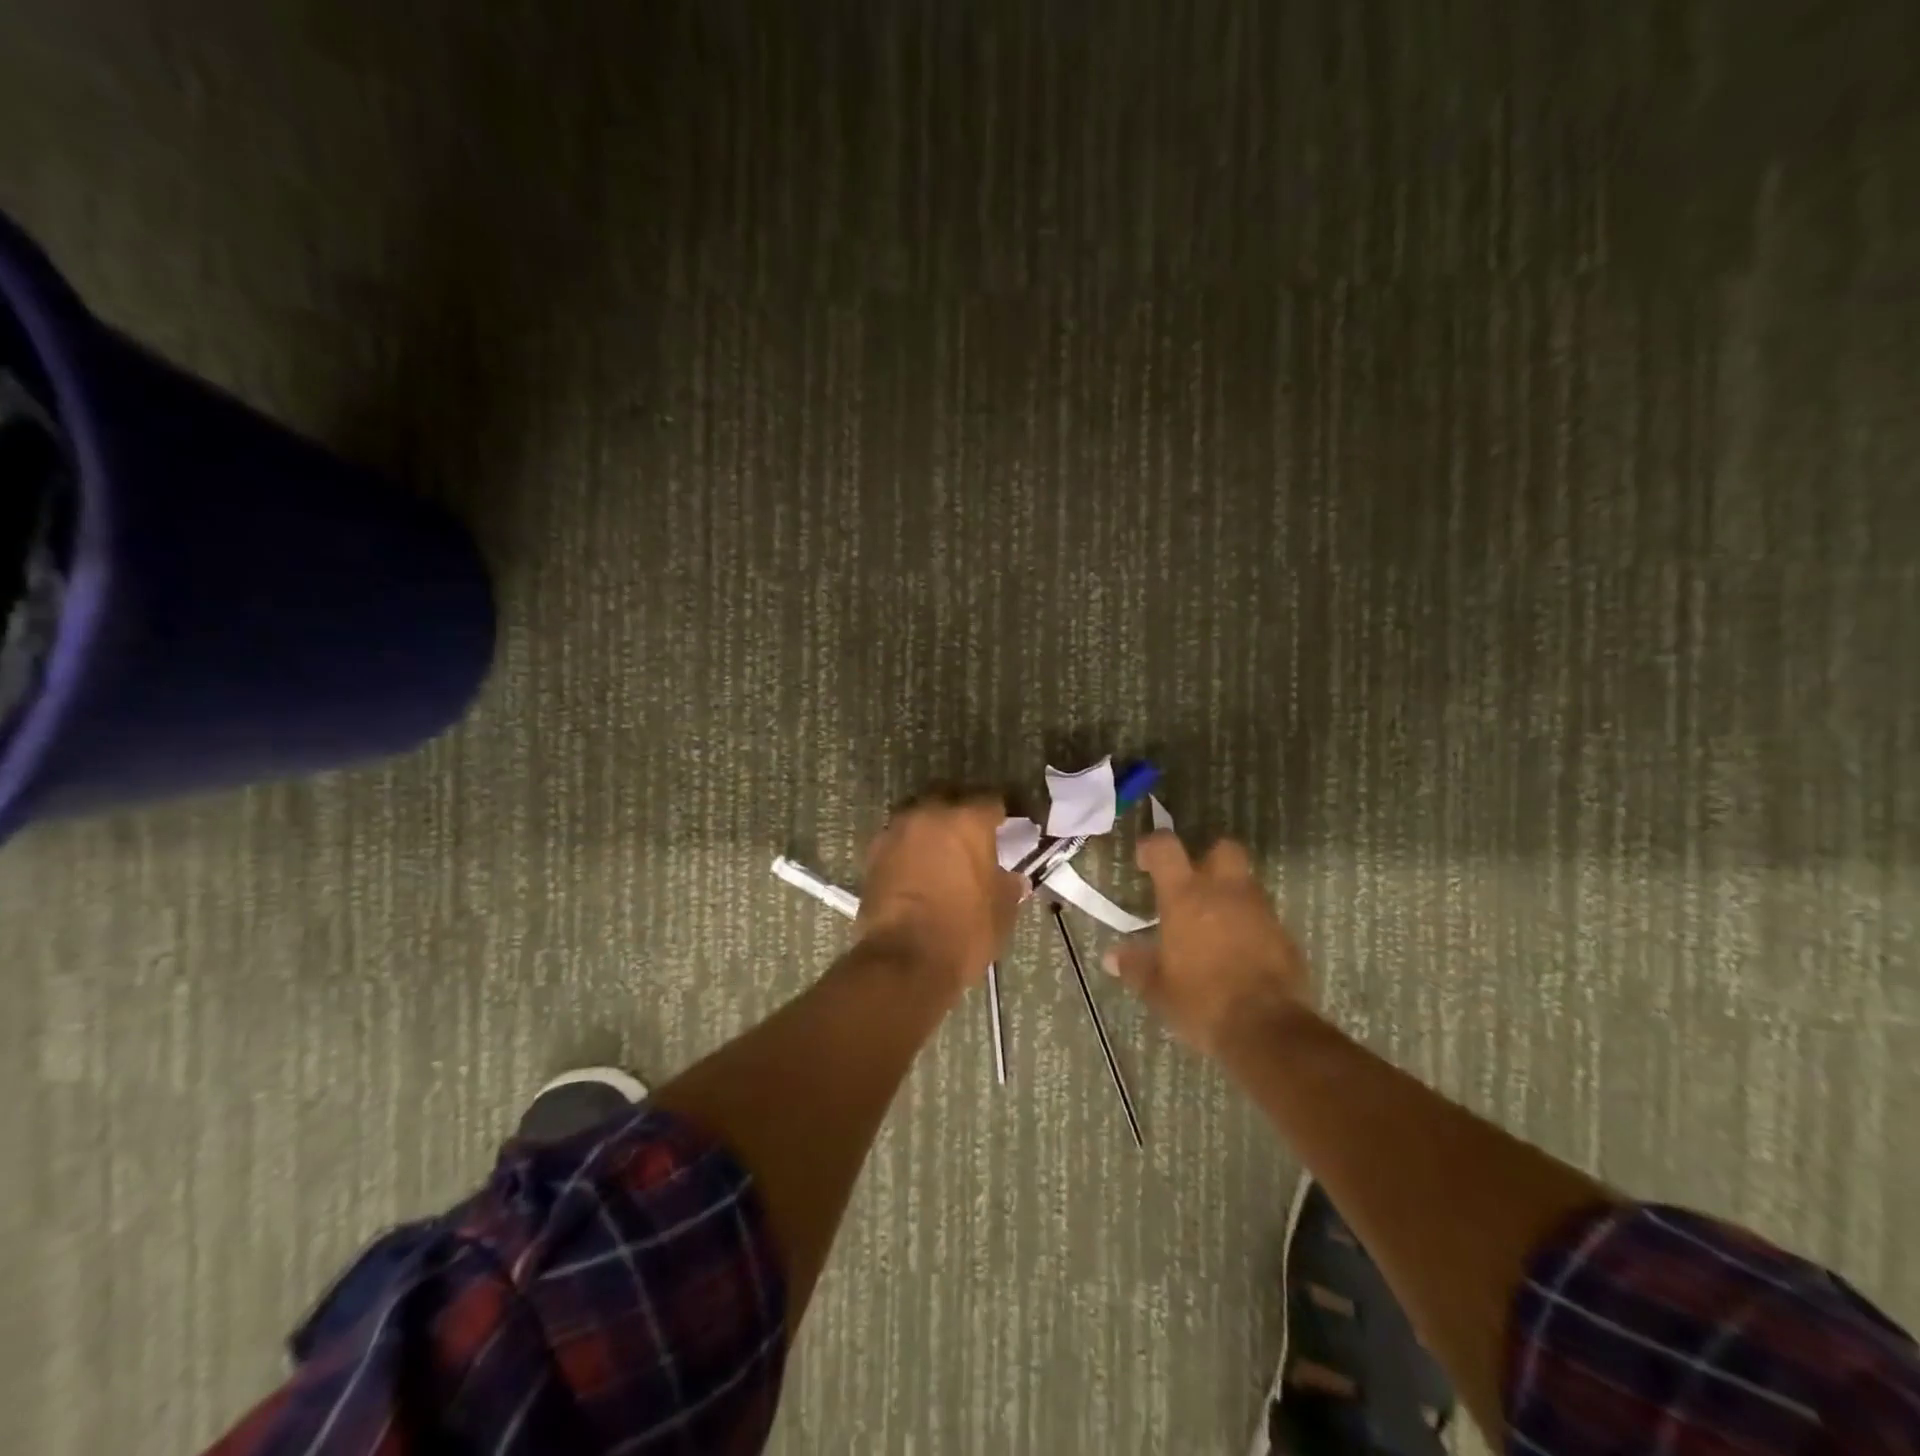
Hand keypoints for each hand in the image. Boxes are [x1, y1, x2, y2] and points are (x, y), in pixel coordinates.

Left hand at [857, 793, 1026, 987]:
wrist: (904, 960)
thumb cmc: (964, 931)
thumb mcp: (1002, 909)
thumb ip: (1009, 884)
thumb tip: (1012, 878)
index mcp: (967, 819)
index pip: (991, 801)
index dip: (1001, 814)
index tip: (1008, 828)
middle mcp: (928, 814)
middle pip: (949, 798)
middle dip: (961, 812)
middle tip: (973, 837)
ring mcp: (896, 832)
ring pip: (918, 816)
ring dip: (931, 828)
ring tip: (942, 852)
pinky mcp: (872, 854)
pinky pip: (897, 839)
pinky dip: (909, 848)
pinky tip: (918, 869)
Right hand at [1103, 832, 1309, 1052]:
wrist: (1266, 1028)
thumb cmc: (1201, 1001)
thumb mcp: (1157, 989)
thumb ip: (1135, 966)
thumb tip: (1112, 957)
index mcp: (1185, 896)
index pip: (1166, 847)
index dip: (1152, 846)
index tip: (1144, 861)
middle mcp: (1224, 892)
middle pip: (1222, 849)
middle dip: (1208, 859)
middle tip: (1192, 886)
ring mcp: (1259, 911)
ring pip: (1245, 883)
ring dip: (1230, 895)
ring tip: (1213, 925)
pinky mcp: (1285, 935)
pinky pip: (1263, 917)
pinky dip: (1250, 925)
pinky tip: (1239, 952)